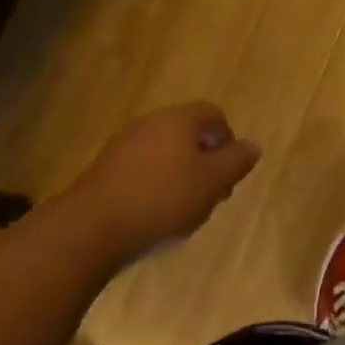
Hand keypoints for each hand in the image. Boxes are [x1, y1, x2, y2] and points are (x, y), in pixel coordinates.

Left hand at [73, 102, 261, 264]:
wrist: (90, 228)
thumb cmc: (161, 200)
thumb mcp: (211, 183)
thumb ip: (236, 162)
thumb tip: (254, 146)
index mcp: (180, 118)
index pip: (214, 115)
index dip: (227, 143)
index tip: (228, 176)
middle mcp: (152, 121)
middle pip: (188, 132)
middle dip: (203, 161)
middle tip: (208, 195)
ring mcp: (125, 143)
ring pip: (164, 151)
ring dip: (178, 174)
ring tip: (180, 209)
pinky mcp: (105, 168)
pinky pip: (141, 168)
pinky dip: (153, 184)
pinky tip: (151, 214)